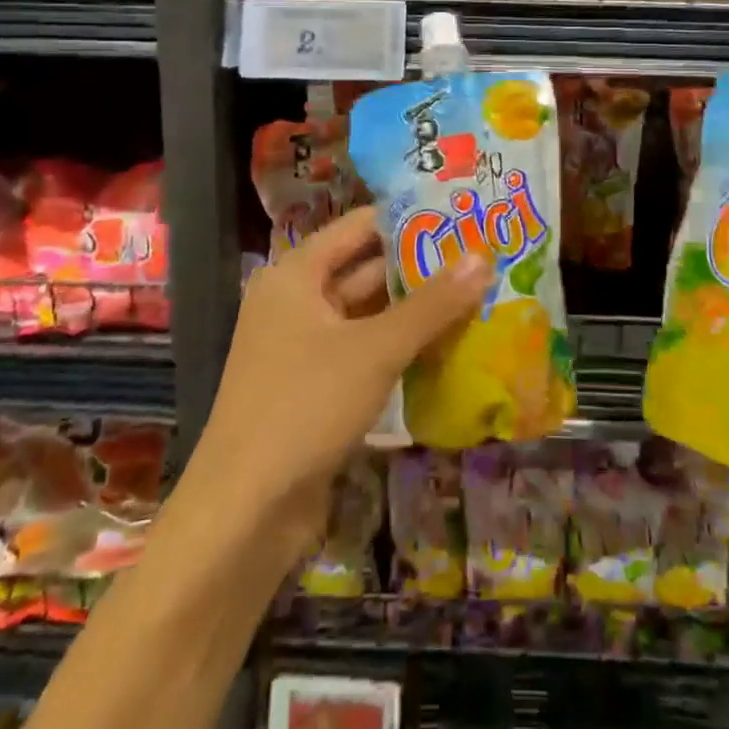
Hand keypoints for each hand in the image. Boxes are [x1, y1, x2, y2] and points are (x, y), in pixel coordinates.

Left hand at [186, 207, 490, 568]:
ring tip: (477, 294)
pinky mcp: (316, 386)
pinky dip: (401, 346)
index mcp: (296, 275)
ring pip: (369, 313)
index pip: (360, 227)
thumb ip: (431, 305)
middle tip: (481, 256)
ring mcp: (305, 346)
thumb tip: (483, 257)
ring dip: (416, 310)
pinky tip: (448, 346)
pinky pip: (365, 350)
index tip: (461, 216)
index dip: (408, 219)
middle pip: (366, 269)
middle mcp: (296, 301)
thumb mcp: (375, 349)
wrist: (245, 512)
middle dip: (420, 267)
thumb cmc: (304, 407)